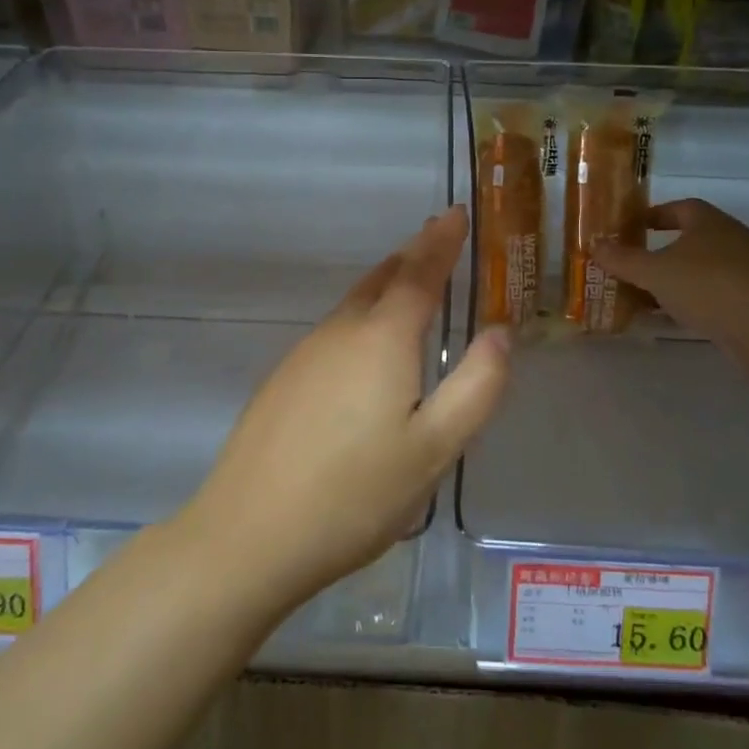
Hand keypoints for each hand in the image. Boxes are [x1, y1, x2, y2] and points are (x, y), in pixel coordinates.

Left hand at [182, 207, 511, 606]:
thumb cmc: (354, 495)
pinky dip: (362, 317)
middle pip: (382, 280)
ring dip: (386, 284)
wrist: (248, 536)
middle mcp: (340, 332)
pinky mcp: (282, 381)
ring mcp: (304, 355)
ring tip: (410, 281)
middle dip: (413, 255)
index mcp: (382, 339)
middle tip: (437, 237)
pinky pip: (334, 331)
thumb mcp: (434, 450)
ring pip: (354, 304)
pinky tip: (366, 346)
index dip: (442, 241)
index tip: (456, 213)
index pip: (420, 273)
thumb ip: (476, 387)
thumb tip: (499, 333)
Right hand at [591, 199, 748, 371]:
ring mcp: (741, 272)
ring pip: (696, 271)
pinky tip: (665, 318)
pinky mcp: (747, 301)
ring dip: (670, 281)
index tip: (630, 227)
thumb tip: (594, 245)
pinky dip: (685, 303)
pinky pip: (708, 296)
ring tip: (638, 295)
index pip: (679, 208)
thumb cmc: (707, 285)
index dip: (653, 215)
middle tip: (627, 265)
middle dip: (657, 252)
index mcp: (707, 222)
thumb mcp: (655, 271)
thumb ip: (623, 259)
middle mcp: (727, 240)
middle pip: (687, 240)